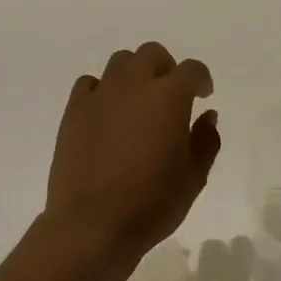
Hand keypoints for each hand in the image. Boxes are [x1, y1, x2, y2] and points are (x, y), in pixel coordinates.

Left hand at [42, 43, 219, 280]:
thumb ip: (205, 141)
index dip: (201, 80)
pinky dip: (103, 90)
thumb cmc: (151, 205)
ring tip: (138, 103)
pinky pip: (90, 84)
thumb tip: (207, 116)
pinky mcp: (73, 112)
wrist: (92, 225)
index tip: (204, 96)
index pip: (191, 70)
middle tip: (171, 96)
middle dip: (166, 69)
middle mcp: (133, 86)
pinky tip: (107, 113)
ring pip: (120, 63)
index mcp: (168, 98)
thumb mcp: (193, 178)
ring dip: (135, 75)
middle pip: (151, 54)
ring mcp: (99, 96)